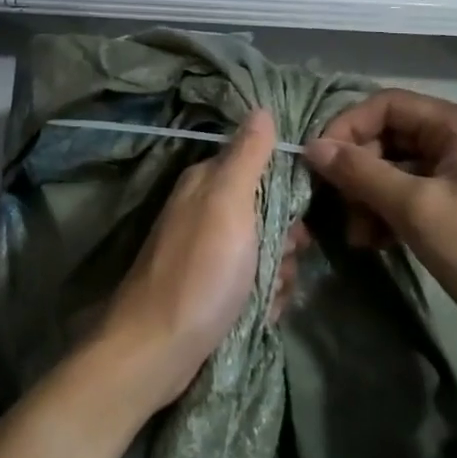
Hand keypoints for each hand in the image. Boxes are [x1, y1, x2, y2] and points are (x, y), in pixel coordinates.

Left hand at [99, 110, 277, 410]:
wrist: (157, 349)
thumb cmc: (200, 271)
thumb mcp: (228, 204)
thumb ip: (247, 156)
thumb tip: (261, 108)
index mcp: (206, 182)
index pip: (260, 166)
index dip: (287, 189)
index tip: (299, 217)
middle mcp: (205, 210)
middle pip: (267, 211)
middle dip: (285, 239)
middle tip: (281, 260)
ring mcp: (207, 251)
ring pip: (264, 250)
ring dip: (278, 273)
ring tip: (269, 294)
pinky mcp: (211, 288)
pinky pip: (252, 282)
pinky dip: (263, 297)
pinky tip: (262, 313)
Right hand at [303, 90, 456, 367]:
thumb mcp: (420, 212)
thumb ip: (362, 174)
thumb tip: (313, 147)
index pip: (388, 104)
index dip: (347, 127)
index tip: (317, 163)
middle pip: (394, 135)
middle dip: (360, 169)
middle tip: (337, 208)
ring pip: (403, 168)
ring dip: (373, 196)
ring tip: (358, 236)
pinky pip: (420, 193)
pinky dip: (394, 212)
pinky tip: (377, 242)